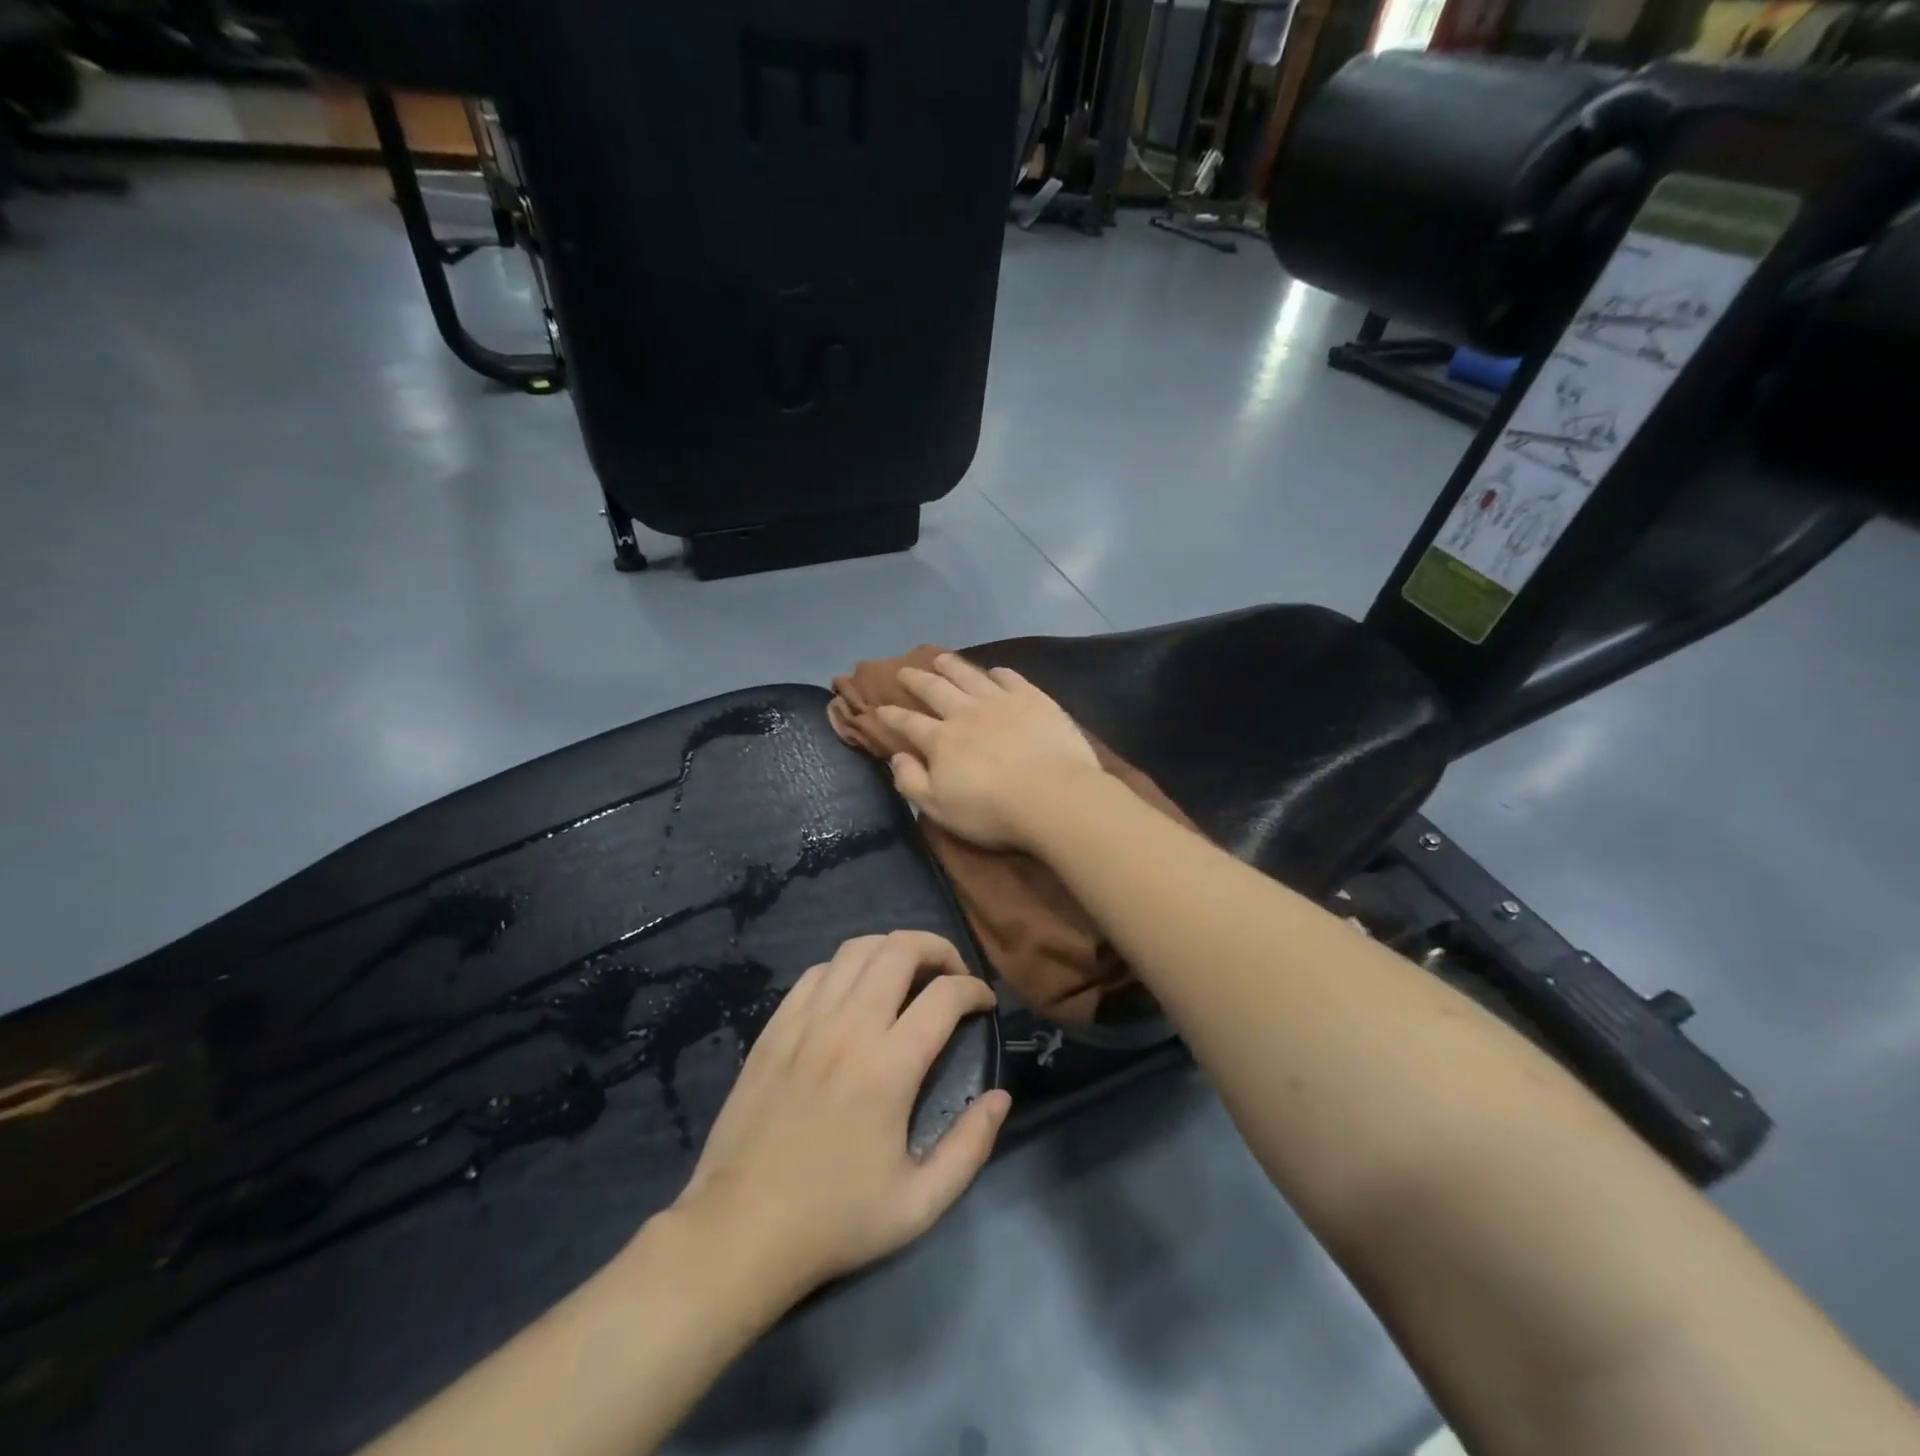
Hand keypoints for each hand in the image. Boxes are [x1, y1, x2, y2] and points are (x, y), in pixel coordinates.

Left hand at [670, 931, 1010, 1303]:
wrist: (739, 1231)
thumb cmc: (833, 1221)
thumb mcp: (919, 1205)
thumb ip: (970, 1147)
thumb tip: (1000, 1097)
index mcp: (888, 1068)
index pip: (944, 995)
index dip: (975, 989)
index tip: (985, 1005)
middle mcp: (848, 1028)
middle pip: (900, 949)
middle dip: (938, 949)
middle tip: (952, 976)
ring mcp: (805, 1022)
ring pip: (856, 950)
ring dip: (892, 950)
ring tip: (909, 975)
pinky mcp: (774, 1027)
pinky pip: (817, 973)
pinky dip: (847, 968)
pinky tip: (855, 994)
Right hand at [878, 654, 1101, 851]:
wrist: (1052, 795)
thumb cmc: (993, 810)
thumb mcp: (939, 808)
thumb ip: (912, 781)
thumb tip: (897, 757)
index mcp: (941, 740)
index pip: (908, 723)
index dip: (891, 716)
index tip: (879, 708)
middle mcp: (965, 712)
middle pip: (935, 689)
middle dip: (916, 679)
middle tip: (904, 671)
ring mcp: (1000, 701)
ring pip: (969, 675)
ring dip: (951, 665)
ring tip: (941, 659)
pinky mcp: (1032, 698)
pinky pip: (1010, 677)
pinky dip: (997, 673)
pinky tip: (994, 672)